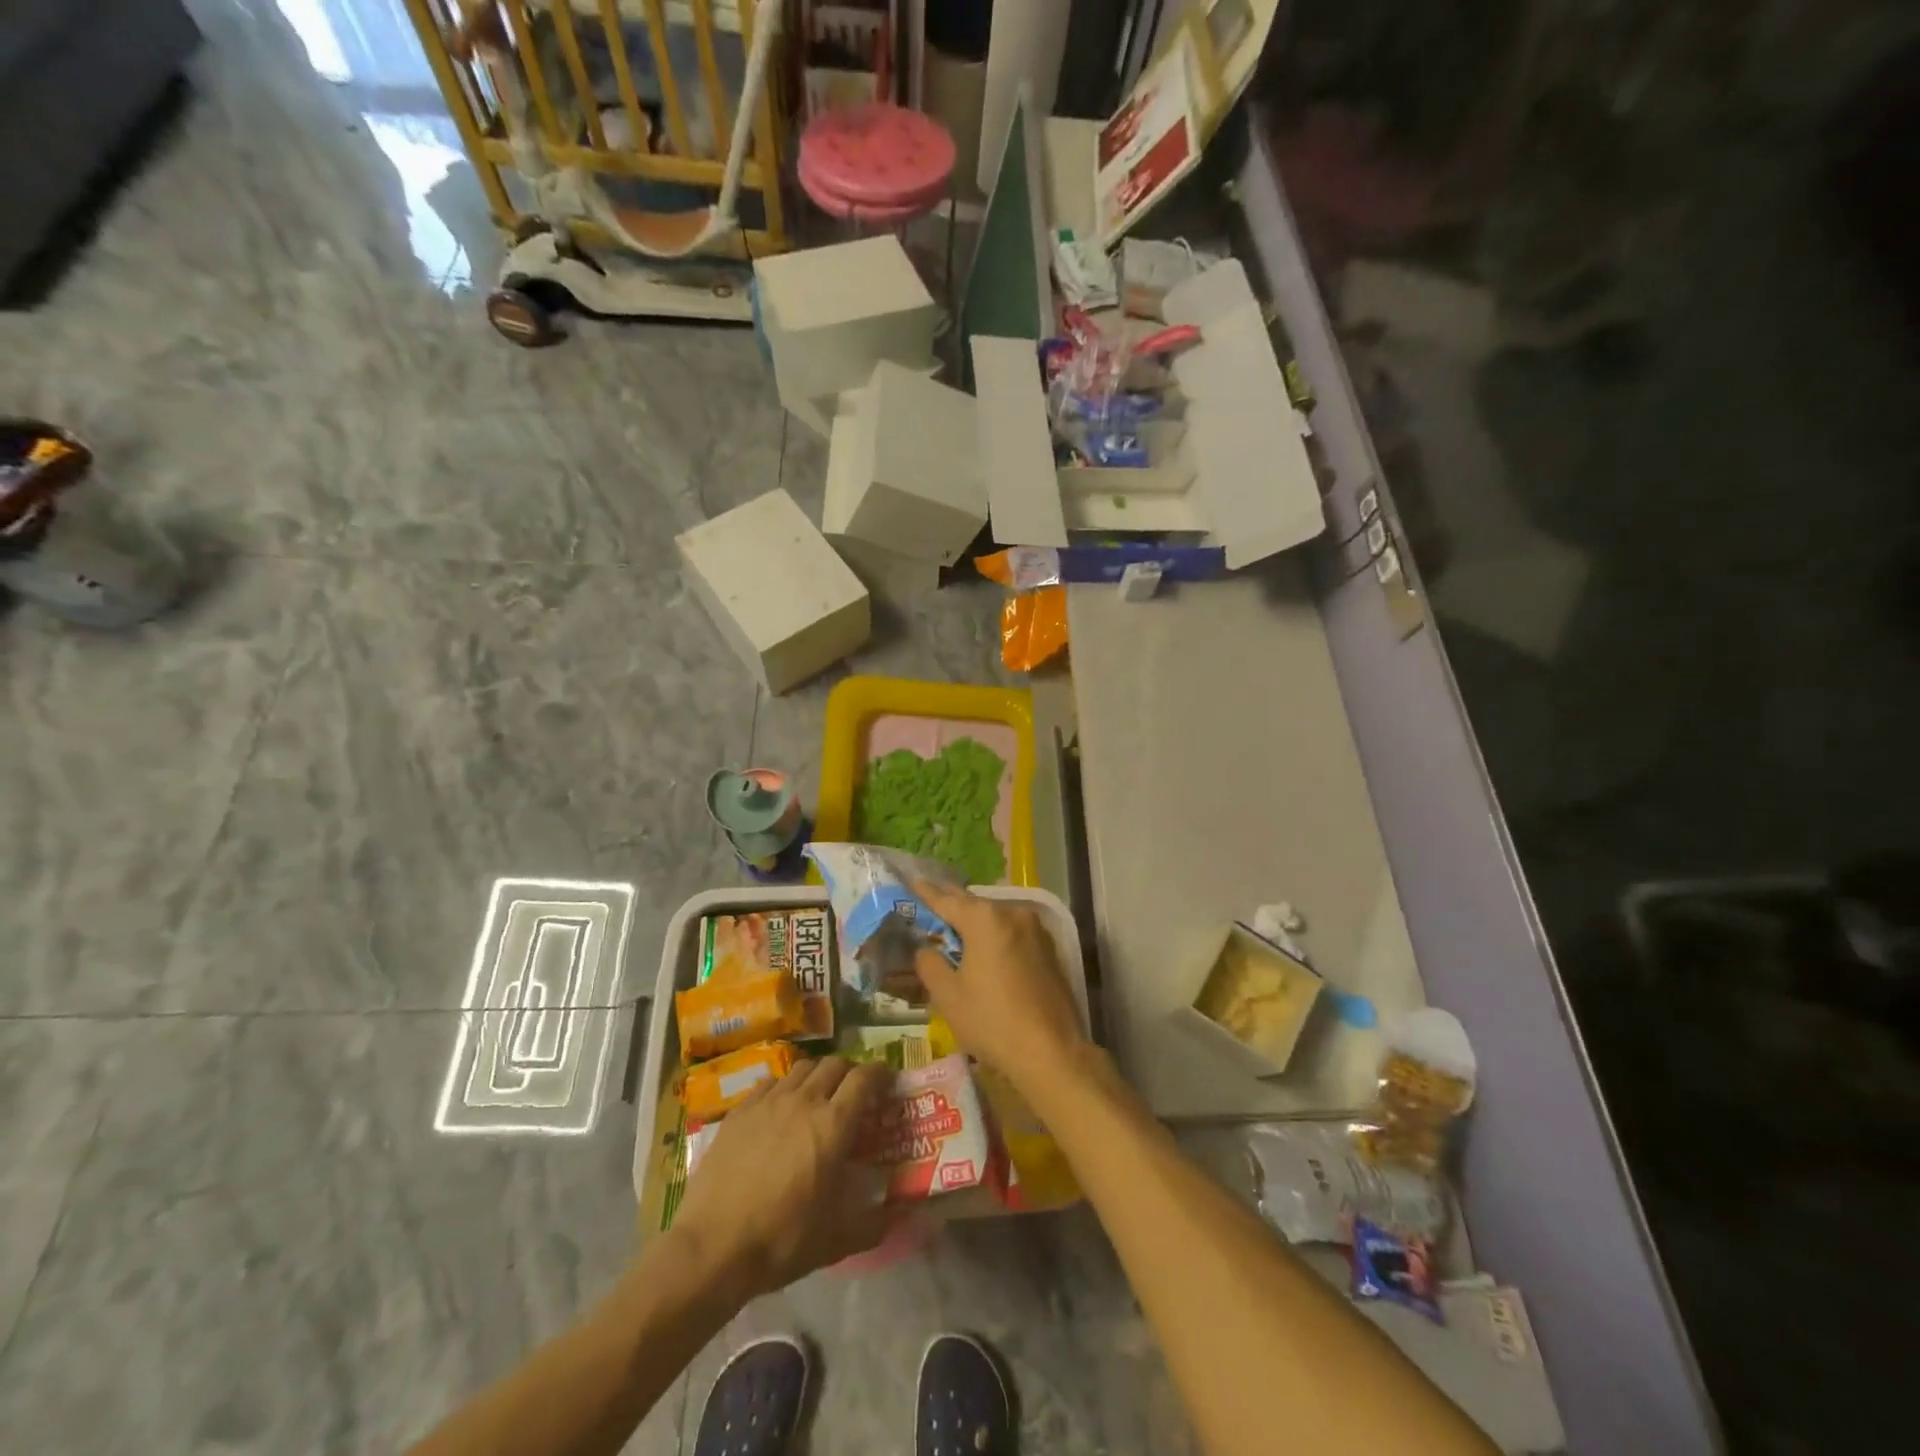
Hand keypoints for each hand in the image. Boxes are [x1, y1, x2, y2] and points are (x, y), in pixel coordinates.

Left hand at [673, 1057, 893, 1301]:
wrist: (712, 1248)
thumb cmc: (781, 1241)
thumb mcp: (836, 1240)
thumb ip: (874, 1224)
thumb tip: (900, 1216)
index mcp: (833, 1125)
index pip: (864, 1078)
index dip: (879, 1074)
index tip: (886, 1080)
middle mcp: (804, 1101)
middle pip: (834, 1064)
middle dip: (850, 1072)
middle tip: (853, 1091)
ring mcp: (768, 1102)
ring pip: (802, 1068)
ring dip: (818, 1075)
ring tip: (818, 1095)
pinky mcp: (739, 1110)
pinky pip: (770, 1083)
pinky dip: (784, 1087)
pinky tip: (780, 1107)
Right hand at [911, 880, 1091, 1093]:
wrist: (1051, 1051)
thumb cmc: (992, 1021)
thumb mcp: (948, 995)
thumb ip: (930, 963)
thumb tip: (925, 948)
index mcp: (984, 918)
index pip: (946, 899)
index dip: (925, 892)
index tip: (912, 881)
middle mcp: (1012, 913)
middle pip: (974, 905)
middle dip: (952, 907)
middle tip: (930, 907)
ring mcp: (1035, 929)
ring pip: (996, 919)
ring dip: (976, 924)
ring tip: (956, 932)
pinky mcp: (1049, 948)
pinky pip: (1013, 933)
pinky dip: (996, 937)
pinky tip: (986, 952)